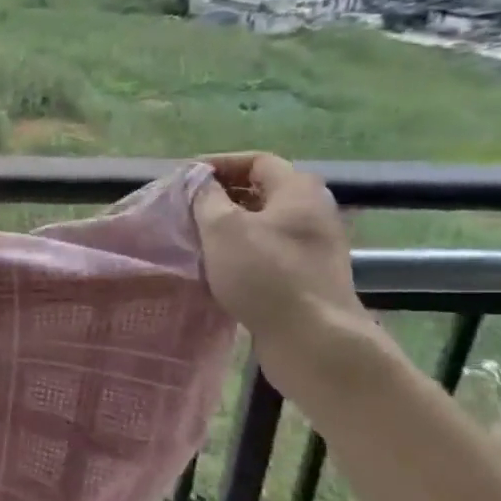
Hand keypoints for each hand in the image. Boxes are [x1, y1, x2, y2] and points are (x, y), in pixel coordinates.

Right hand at [191, 153, 369, 370]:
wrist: (313, 339)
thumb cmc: (265, 274)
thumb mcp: (223, 228)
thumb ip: (205, 197)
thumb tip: (199, 181)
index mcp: (298, 190)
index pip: (256, 160)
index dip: (219, 164)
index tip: (186, 179)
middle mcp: (313, 211)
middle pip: (262, 191)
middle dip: (222, 196)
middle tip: (187, 209)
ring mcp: (314, 247)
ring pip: (264, 224)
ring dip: (230, 227)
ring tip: (197, 238)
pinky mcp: (308, 277)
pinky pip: (269, 252)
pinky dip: (242, 252)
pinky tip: (219, 268)